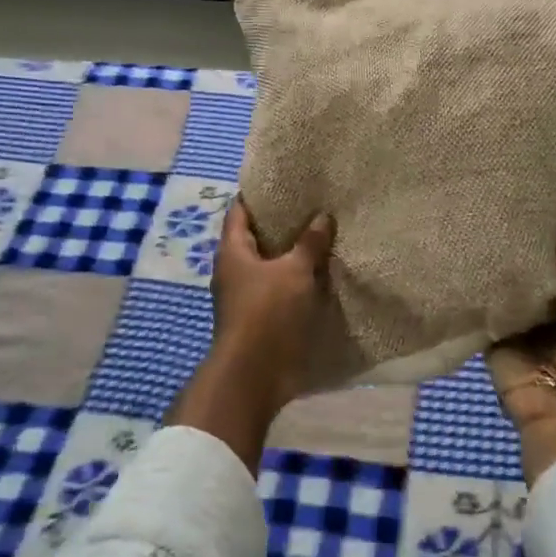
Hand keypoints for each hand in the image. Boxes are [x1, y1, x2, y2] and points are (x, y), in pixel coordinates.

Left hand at [167, 197, 334, 470]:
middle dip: (281, 224)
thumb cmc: (268, 313)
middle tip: (312, 206)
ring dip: (290, 255)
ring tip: (321, 237)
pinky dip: (295, 280)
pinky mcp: (259, 318)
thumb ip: (309, 244)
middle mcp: (233, 270)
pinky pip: (278, 289)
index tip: (283, 182)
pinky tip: (320, 274)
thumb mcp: (294, 272)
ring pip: (268, 266)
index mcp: (232, 251)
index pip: (240, 211)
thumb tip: (322, 216)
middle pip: (255, 238)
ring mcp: (244, 296)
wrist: (254, 374)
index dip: (258, 194)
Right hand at [486, 223, 555, 485]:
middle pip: (534, 272)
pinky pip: (484, 304)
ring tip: (483, 214)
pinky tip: (464, 250)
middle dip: (524, 245)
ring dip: (499, 262)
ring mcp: (519, 322)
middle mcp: (549, 310)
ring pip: (508, 285)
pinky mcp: (492, 333)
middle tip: (507, 199)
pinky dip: (477, 285)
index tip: (546, 198)